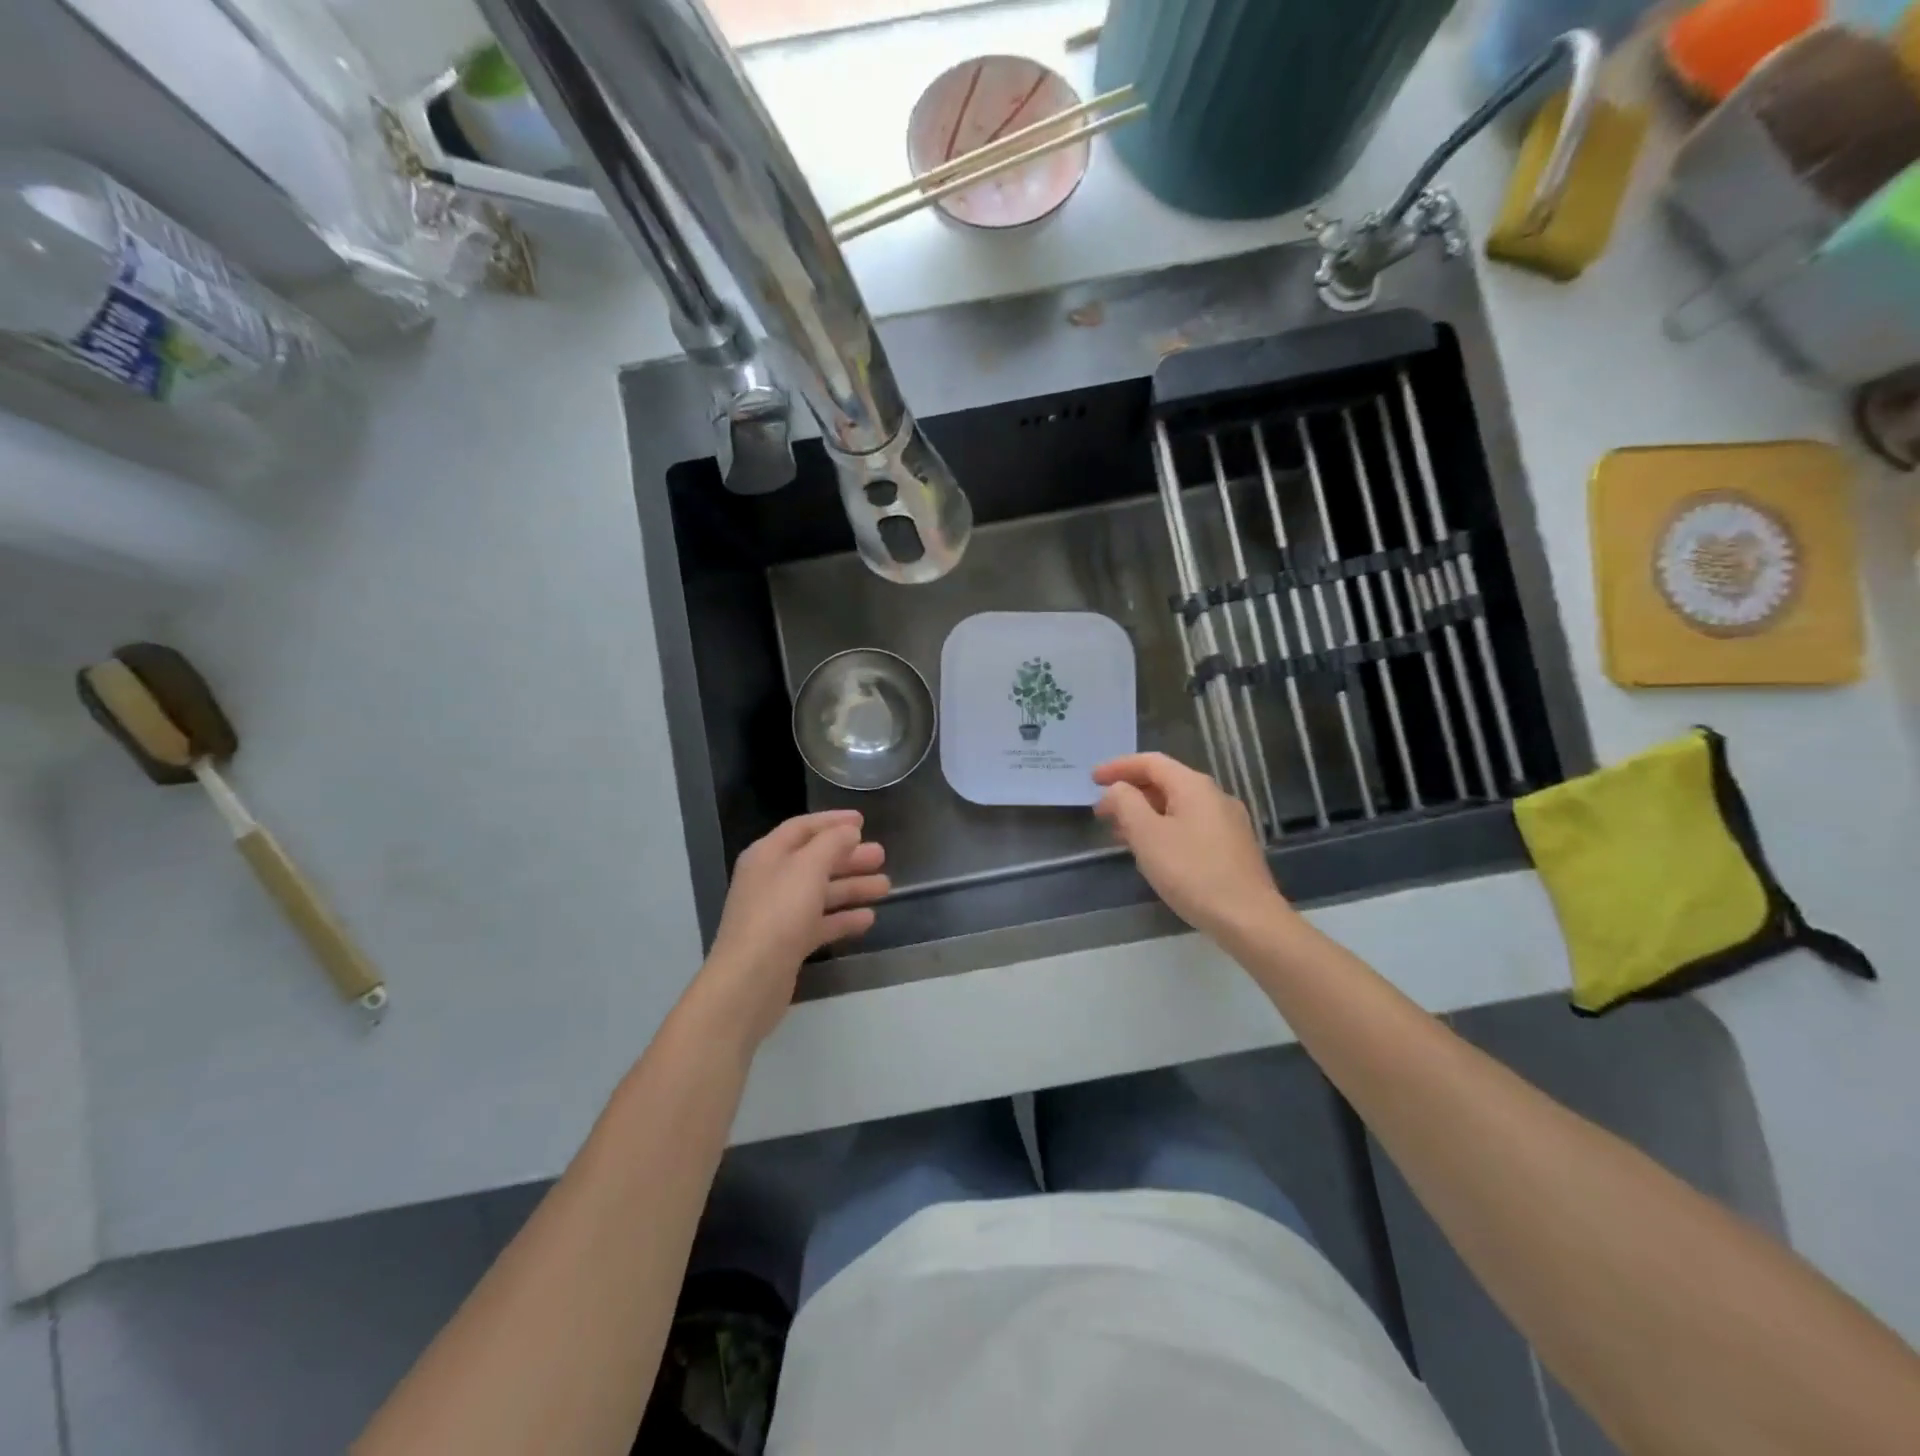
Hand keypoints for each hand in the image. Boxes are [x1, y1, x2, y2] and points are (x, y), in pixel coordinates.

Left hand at [695, 811, 888, 1047]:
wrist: (750, 981)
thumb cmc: (779, 913)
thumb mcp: (808, 867)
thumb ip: (831, 843)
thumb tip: (848, 831)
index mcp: (767, 855)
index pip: (802, 828)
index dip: (832, 821)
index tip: (863, 820)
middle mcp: (771, 880)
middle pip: (815, 860)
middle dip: (849, 857)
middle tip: (881, 855)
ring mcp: (778, 913)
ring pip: (821, 892)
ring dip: (852, 887)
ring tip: (885, 887)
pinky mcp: (788, 943)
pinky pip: (820, 922)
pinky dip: (843, 918)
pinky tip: (869, 919)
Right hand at [1093, 753, 1290, 941]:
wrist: (1248, 919)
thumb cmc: (1192, 872)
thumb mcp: (1148, 835)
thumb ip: (1126, 804)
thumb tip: (1117, 789)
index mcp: (1194, 786)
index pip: (1150, 762)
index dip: (1118, 767)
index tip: (1092, 780)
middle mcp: (1215, 796)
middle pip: (1165, 782)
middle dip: (1130, 793)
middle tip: (1102, 812)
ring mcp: (1228, 822)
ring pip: (1178, 806)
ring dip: (1145, 814)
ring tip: (1120, 834)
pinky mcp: (1232, 847)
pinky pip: (1190, 825)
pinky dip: (1164, 829)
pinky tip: (1153, 852)